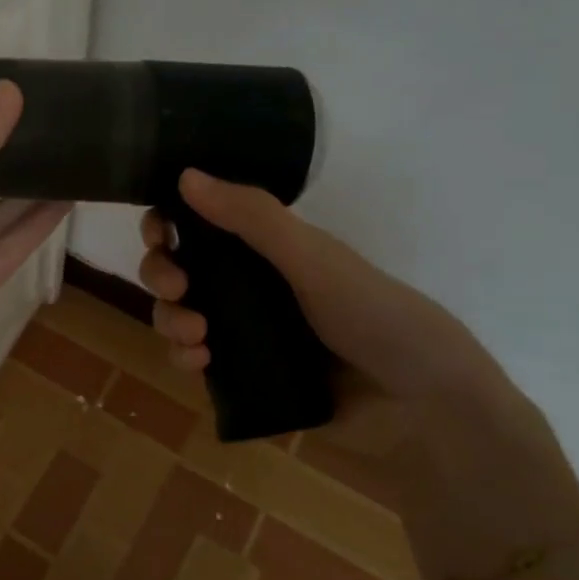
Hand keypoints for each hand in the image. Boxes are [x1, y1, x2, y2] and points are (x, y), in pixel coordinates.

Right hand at [139, 168, 508, 404]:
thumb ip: (253, 219)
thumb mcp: (313, 260)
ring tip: (196, 337)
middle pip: (179, 268)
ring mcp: (244, 330)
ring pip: (179, 315)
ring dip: (170, 320)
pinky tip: (199, 362)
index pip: (200, 223)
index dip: (169, 223)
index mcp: (268, 247)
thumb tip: (185, 175)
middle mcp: (249, 283)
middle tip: (177, 289)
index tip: (159, 234)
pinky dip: (185, 357)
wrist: (420, 404)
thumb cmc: (374, 315)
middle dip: (162, 274)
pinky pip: (195, 360)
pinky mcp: (243, 375)